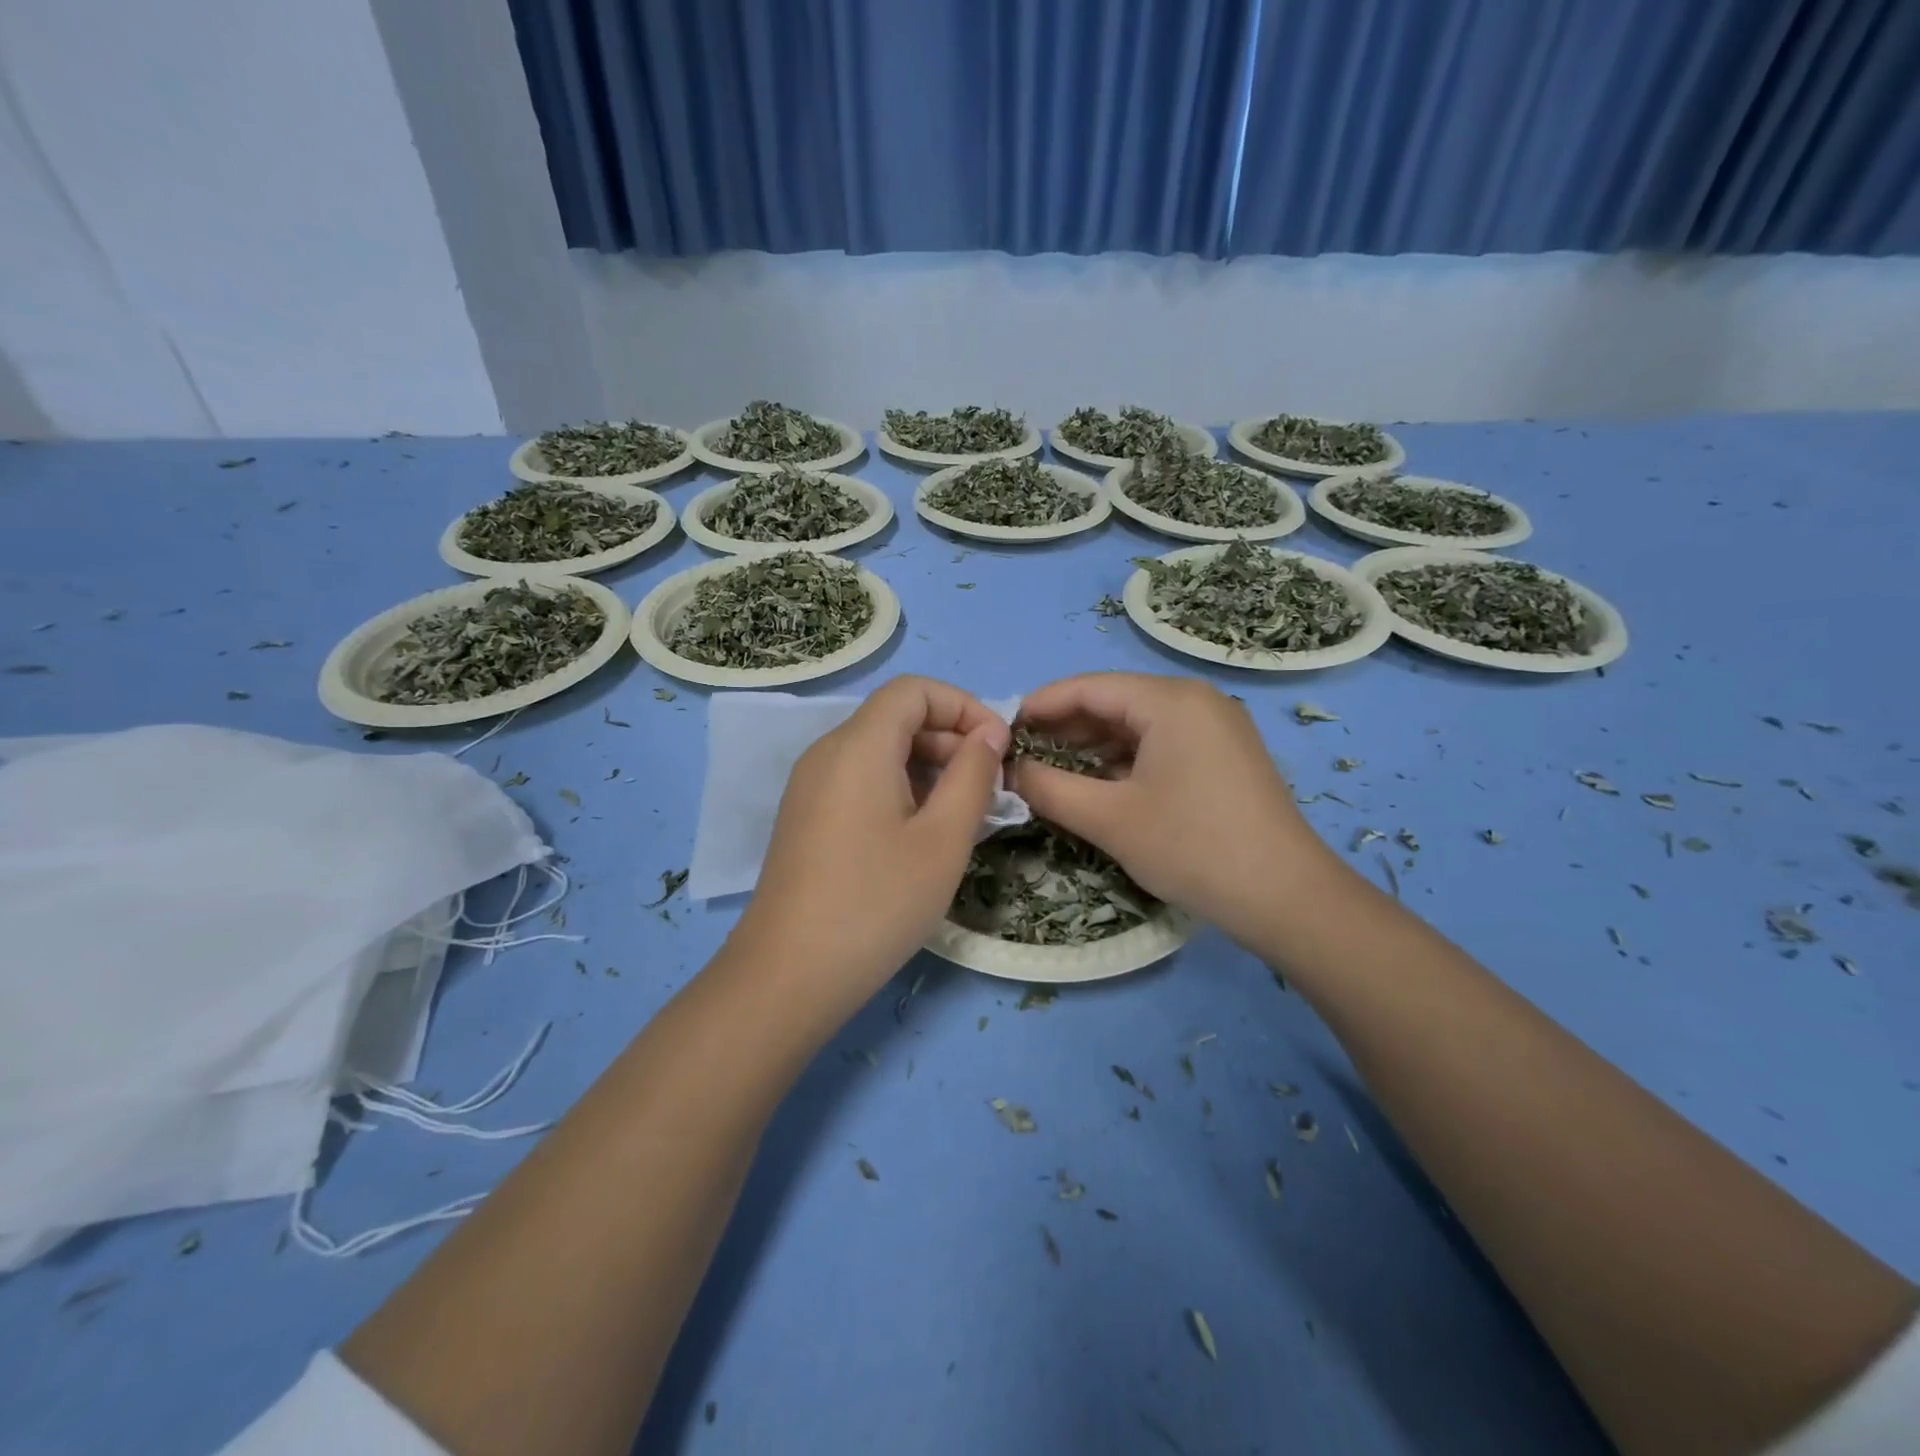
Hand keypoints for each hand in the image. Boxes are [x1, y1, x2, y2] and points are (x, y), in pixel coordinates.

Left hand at [732, 676, 1009, 999]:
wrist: (788, 975)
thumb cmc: (876, 903)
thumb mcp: (943, 839)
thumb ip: (973, 775)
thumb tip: (990, 733)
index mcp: (858, 746)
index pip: (914, 690)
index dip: (964, 706)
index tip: (997, 749)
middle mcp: (827, 753)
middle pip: (896, 717)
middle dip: (950, 739)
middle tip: (988, 789)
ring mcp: (811, 786)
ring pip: (880, 751)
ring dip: (929, 768)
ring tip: (963, 816)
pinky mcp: (806, 817)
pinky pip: (860, 780)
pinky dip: (900, 789)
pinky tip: (921, 835)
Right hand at [1012, 673, 1340, 944]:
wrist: (1286, 898)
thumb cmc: (1191, 847)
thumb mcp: (1109, 819)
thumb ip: (1049, 788)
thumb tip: (1010, 771)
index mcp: (1170, 700)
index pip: (1089, 687)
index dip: (1041, 705)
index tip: (1003, 729)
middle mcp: (1196, 701)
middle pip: (1114, 702)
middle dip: (1064, 728)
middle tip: (1021, 755)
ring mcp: (1216, 728)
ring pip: (1137, 726)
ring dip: (1092, 747)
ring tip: (1050, 771)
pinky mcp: (1224, 756)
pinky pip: (1161, 745)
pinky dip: (1124, 761)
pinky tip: (1097, 785)